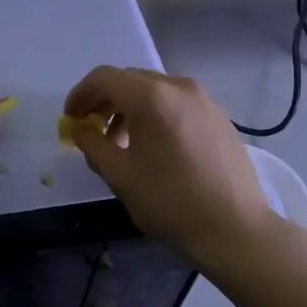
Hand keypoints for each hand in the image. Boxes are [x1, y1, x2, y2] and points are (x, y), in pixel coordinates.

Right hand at [63, 66, 277, 265]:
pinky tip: (154, 146)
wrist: (235, 229)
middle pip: (130, 80)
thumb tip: (82, 130)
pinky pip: (177, 103)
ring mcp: (204, 100)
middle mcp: (178, 87)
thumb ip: (93, 145)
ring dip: (130, 107)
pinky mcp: (219, 117)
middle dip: (105, 100)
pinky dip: (156, 114)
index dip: (80, 94)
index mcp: (151, 97)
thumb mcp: (120, 175)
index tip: (70, 118)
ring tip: (121, 141)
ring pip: (155, 90)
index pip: (104, 78)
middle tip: (90, 128)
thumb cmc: (170, 202)